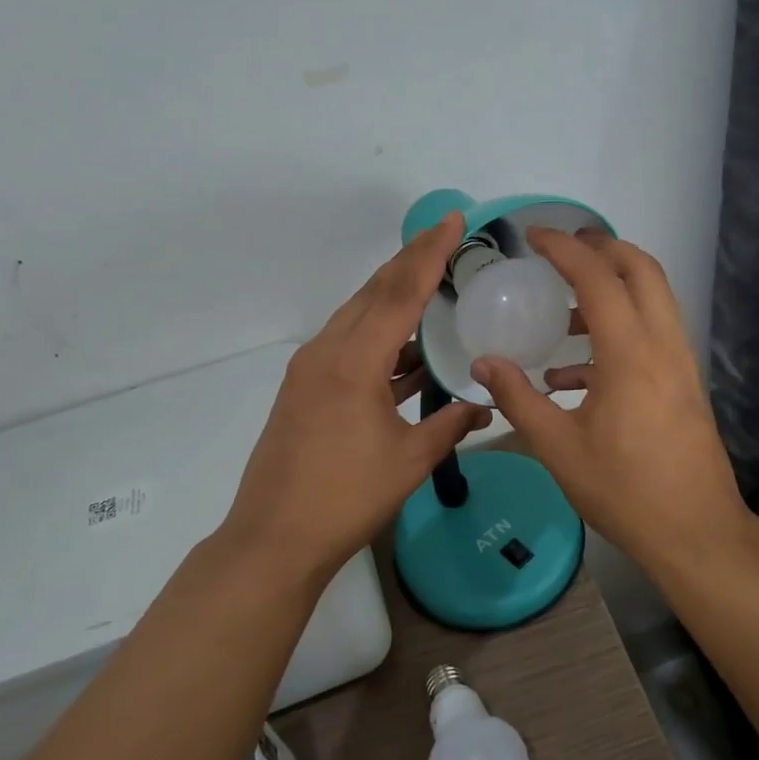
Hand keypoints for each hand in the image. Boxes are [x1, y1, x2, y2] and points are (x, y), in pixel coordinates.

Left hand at [220, 212, 492, 578]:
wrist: (274, 538)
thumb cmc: (346, 498)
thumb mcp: (409, 461)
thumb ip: (450, 425)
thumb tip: (485, 407)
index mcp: (354, 363)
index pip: (399, 293)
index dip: (429, 254)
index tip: (452, 221)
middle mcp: (327, 352)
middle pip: (374, 292)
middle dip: (411, 261)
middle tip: (445, 237)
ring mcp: (310, 368)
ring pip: (358, 315)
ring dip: (394, 296)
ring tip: (433, 284)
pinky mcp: (304, 387)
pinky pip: (349, 342)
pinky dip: (380, 334)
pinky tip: (407, 348)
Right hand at [469, 228, 751, 566]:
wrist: (696, 532)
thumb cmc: (623, 490)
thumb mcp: (558, 447)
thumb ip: (518, 398)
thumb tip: (483, 362)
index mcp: (630, 354)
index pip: (598, 278)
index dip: (565, 249)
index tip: (535, 236)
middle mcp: (663, 345)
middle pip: (642, 269)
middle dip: (603, 248)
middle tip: (563, 250)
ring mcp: (680, 363)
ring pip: (654, 298)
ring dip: (614, 287)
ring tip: (565, 308)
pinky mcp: (685, 383)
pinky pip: (653, 334)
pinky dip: (619, 329)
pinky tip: (576, 372)